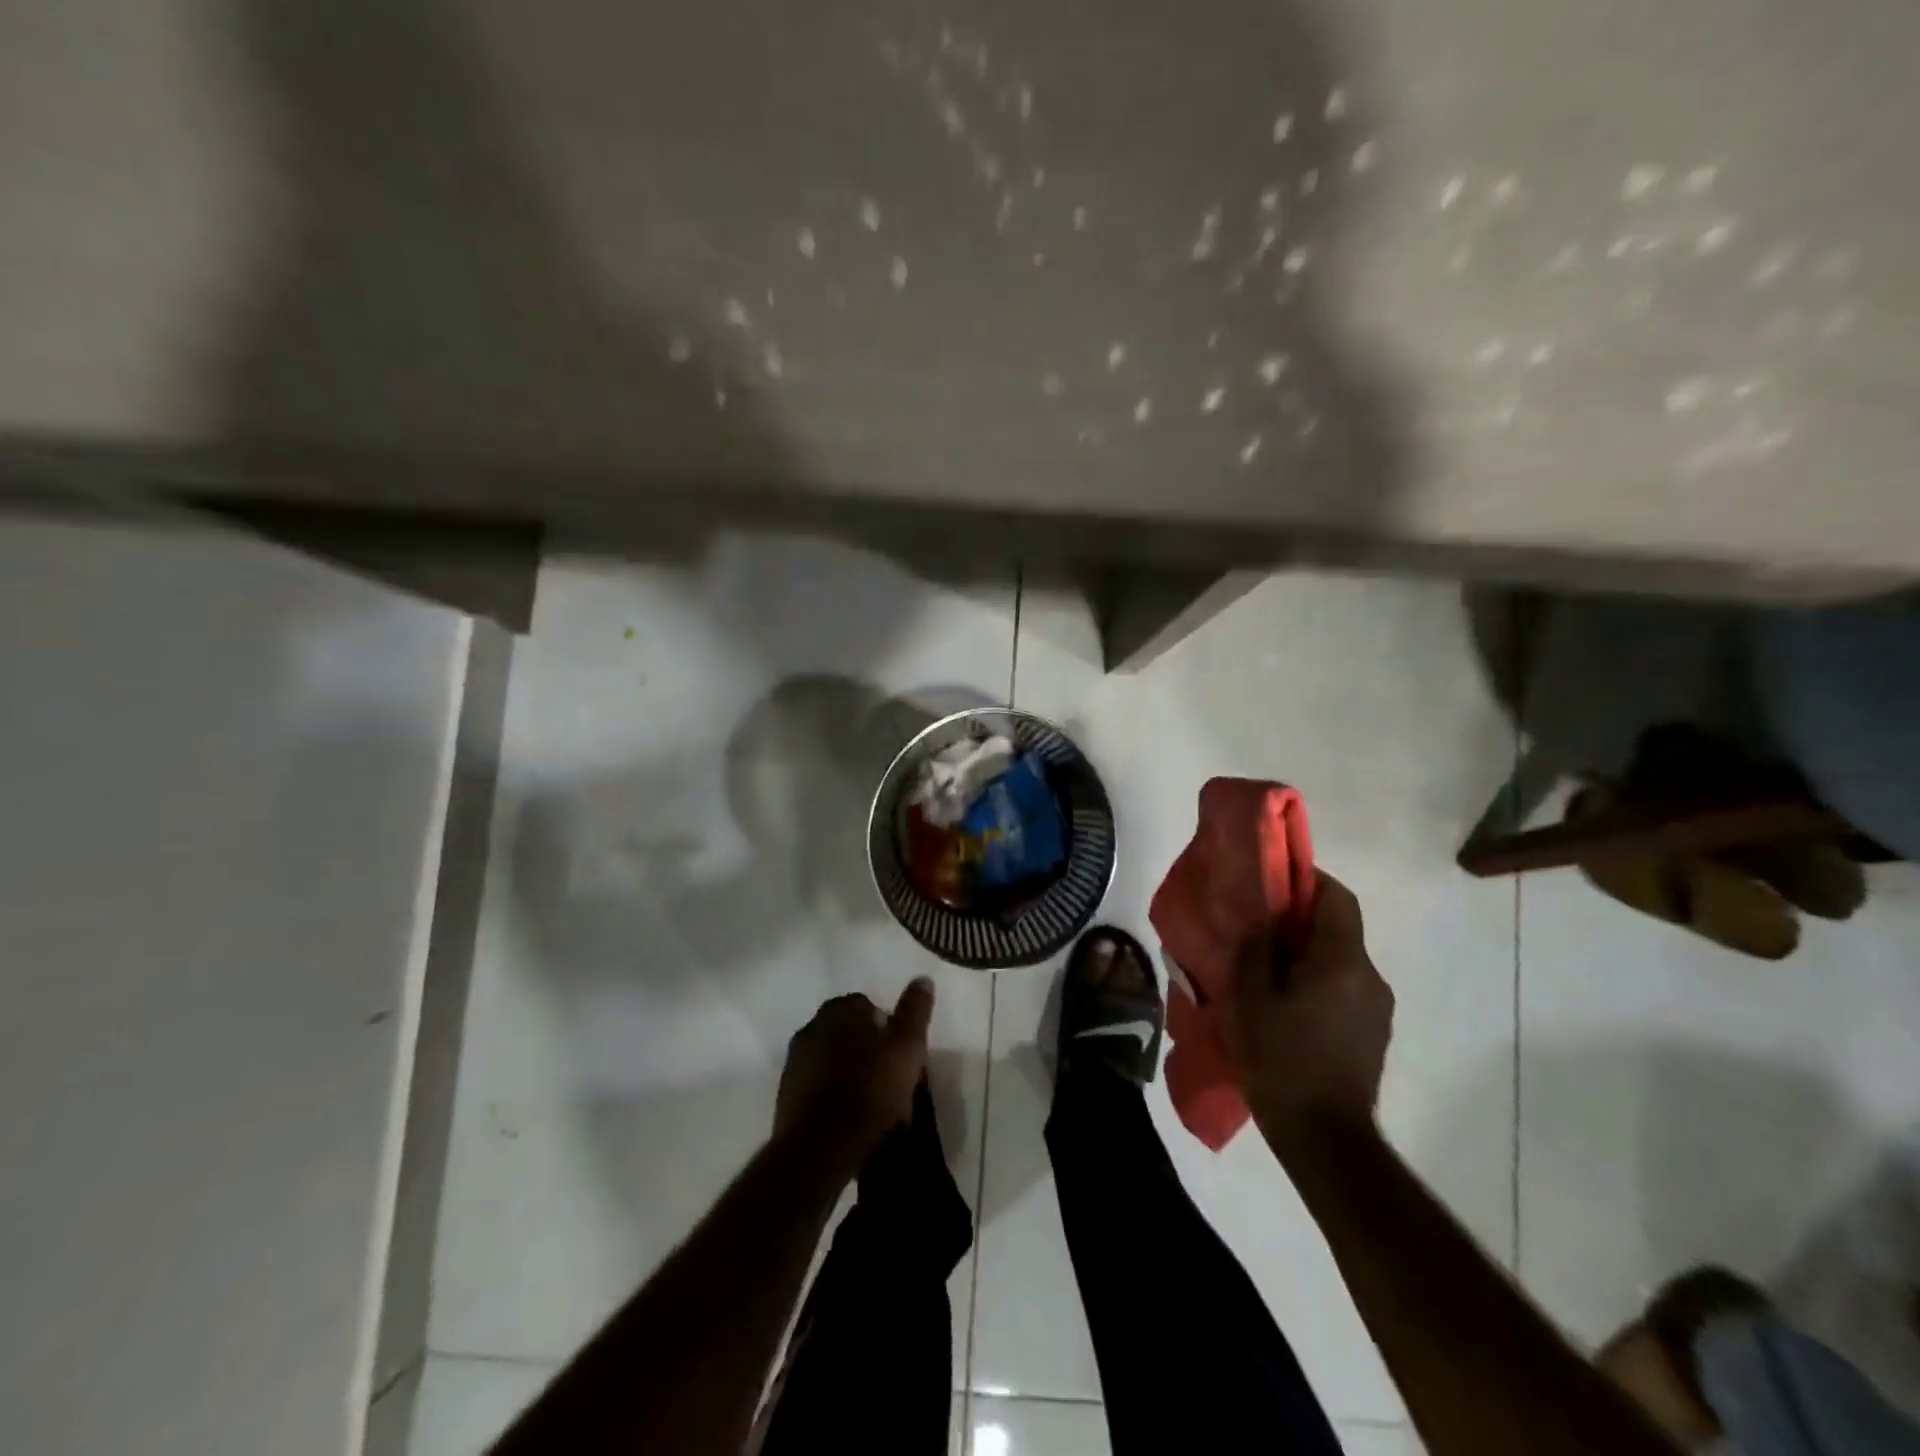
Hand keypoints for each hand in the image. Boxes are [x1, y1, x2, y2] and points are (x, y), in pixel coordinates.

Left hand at [775, 979, 934, 1159]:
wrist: (821, 1149)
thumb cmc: (871, 1090)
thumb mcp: (907, 1047)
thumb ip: (915, 1010)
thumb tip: (922, 978)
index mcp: (839, 1010)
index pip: (866, 1005)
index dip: (887, 1027)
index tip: (901, 1052)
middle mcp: (811, 1028)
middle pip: (846, 1032)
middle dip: (865, 1048)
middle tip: (889, 1075)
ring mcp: (794, 1063)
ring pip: (830, 1059)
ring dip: (847, 1072)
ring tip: (872, 1101)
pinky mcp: (785, 1098)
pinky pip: (816, 1087)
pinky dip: (831, 1096)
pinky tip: (849, 1118)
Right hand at [1224, 871, 1393, 1149]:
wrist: (1324, 1137)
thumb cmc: (1282, 1059)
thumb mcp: (1250, 999)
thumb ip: (1256, 951)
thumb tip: (1263, 923)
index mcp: (1342, 961)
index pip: (1337, 897)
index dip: (1308, 878)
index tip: (1274, 880)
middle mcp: (1370, 977)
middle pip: (1339, 928)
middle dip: (1301, 919)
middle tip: (1260, 928)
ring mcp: (1378, 1008)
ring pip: (1341, 960)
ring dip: (1308, 954)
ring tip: (1269, 971)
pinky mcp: (1373, 1034)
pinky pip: (1345, 989)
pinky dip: (1318, 982)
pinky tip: (1288, 1006)